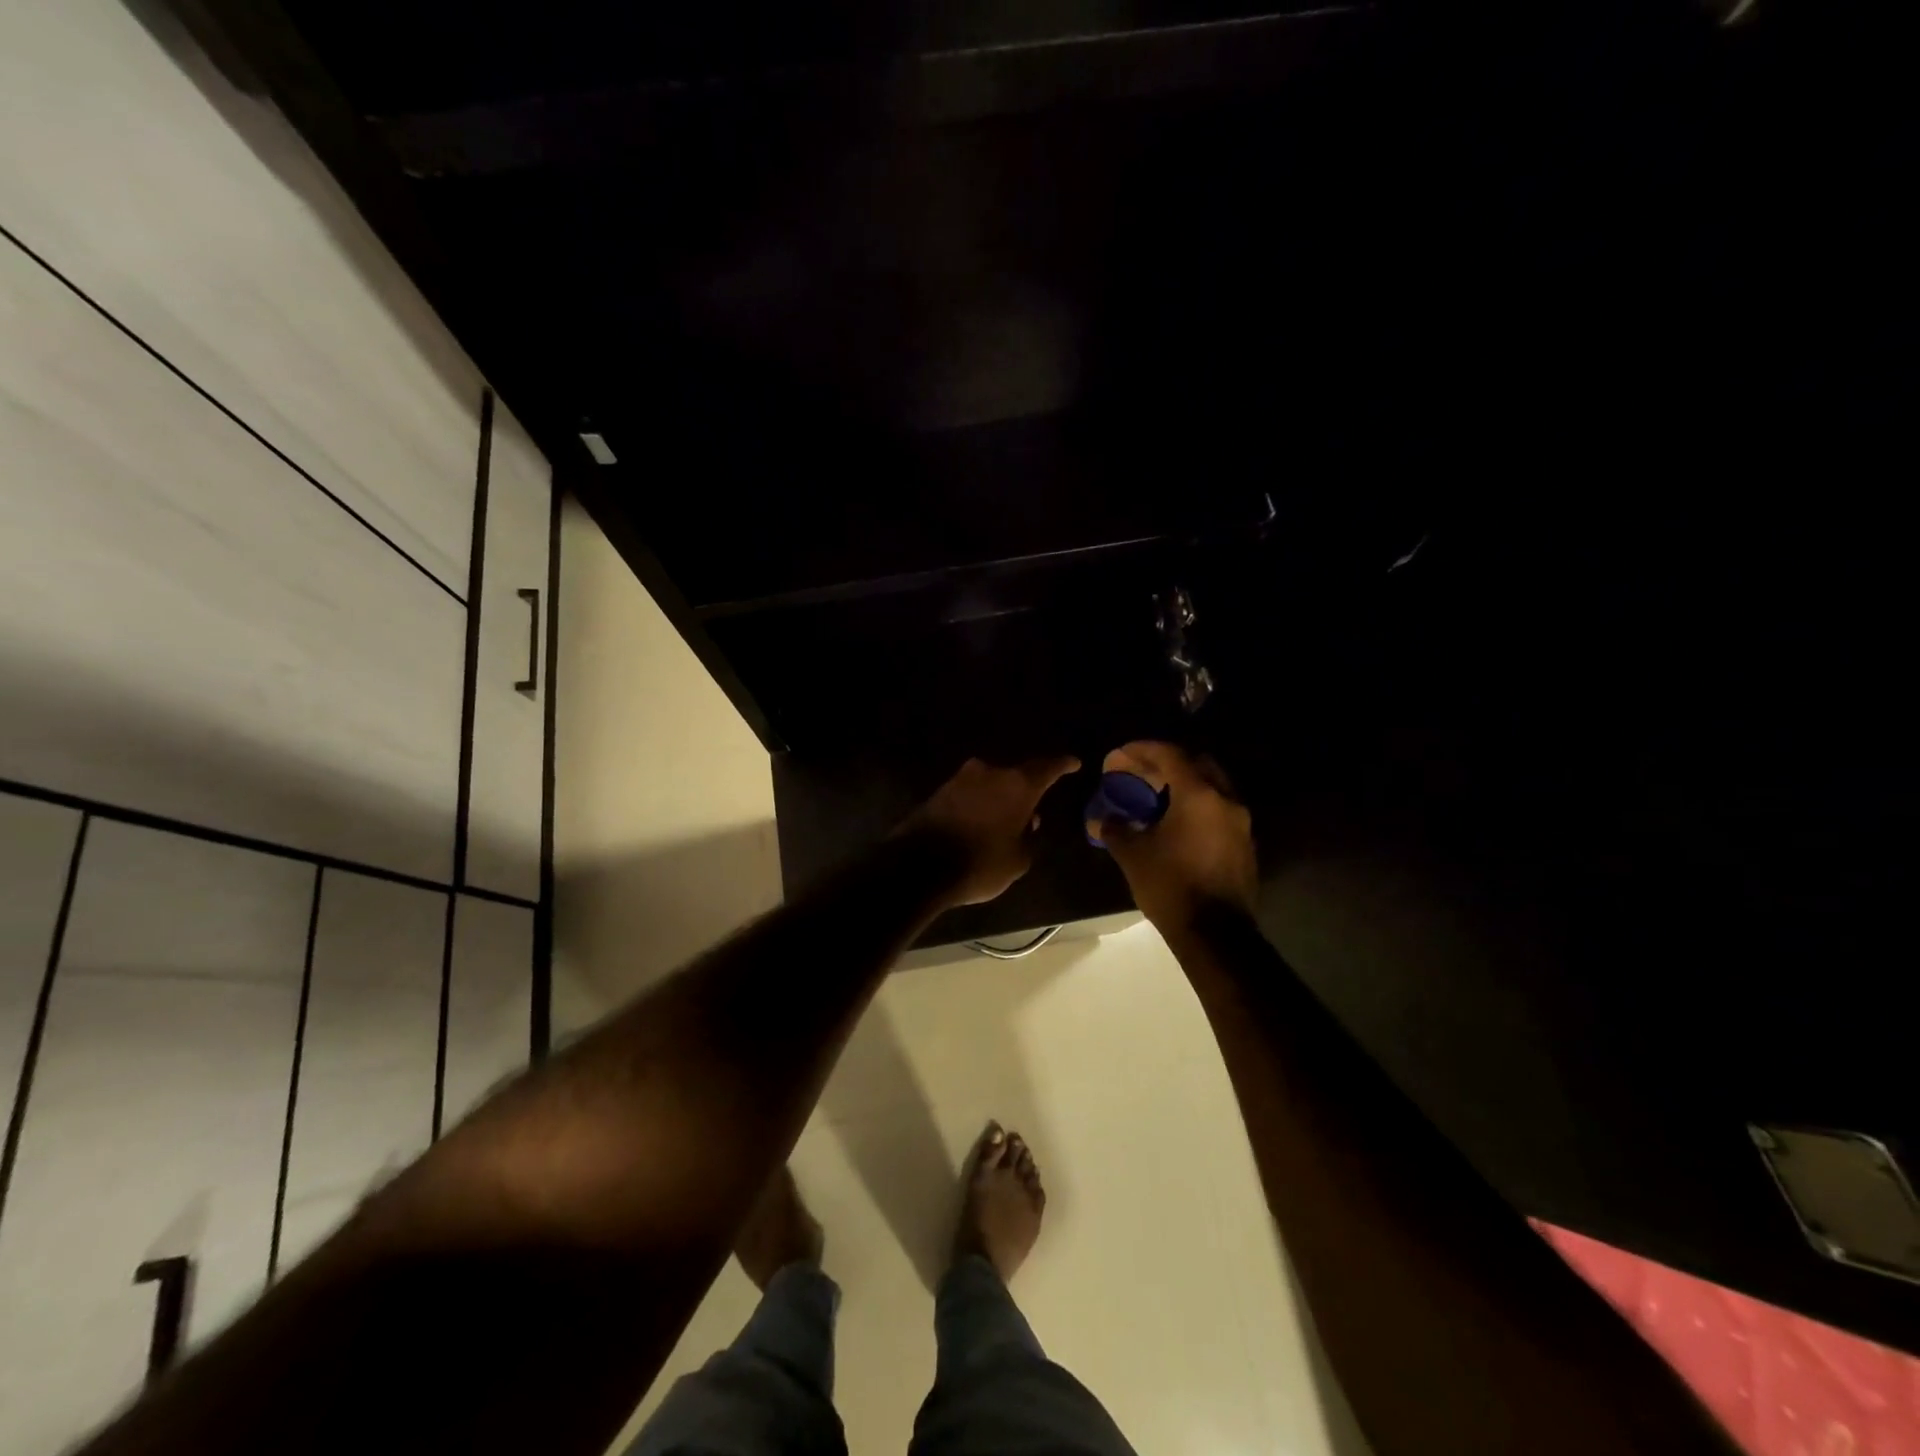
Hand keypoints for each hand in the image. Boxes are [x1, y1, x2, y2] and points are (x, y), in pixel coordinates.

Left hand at [906, 756, 1081, 906]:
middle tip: (1030, 815)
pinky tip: (979, 828)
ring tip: (1002, 826)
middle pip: (1015, 777)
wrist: (918, 866)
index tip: (1074, 763)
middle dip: (1024, 793)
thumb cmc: (979, 863)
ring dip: (998, 801)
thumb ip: (1028, 838)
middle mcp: (989, 773)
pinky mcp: (938, 792)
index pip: (1047, 767)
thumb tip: (1025, 824)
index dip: (1063, 765)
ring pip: (989, 785)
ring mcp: (960, 779)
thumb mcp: (1018, 861)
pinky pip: (968, 796)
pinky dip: (977, 807)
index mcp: (1017, 784)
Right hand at [1085, 741, 1256, 930]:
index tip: (1118, 756)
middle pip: (1197, 763)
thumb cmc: (1171, 886)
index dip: (1140, 750)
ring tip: (1156, 798)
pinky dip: (1198, 806)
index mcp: (1198, 795)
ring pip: (1212, 786)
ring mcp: (1240, 822)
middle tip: (1141, 774)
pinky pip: (1219, 810)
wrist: (1215, 934)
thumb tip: (1101, 820)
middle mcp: (1225, 800)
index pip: (1169, 755)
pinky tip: (1176, 824)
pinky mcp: (1245, 844)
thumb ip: (1115, 829)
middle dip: (1167, 762)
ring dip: (1185, 784)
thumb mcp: (1133, 856)